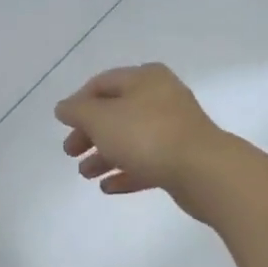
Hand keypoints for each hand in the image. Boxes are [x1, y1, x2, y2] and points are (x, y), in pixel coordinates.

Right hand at [54, 63, 229, 199]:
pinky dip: (125, 171)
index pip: (102, 83)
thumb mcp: (100, 119)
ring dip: (104, 155)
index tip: (63, 124)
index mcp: (144, 78)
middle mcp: (161, 97)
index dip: (78, 102)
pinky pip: (147, 162)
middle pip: (115, 112)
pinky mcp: (182, 158)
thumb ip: (77, 111)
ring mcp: (174, 129)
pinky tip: (108, 187)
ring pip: (130, 138)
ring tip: (86, 175)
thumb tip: (64, 107)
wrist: (204, 172)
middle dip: (89, 133)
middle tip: (70, 152)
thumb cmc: (147, 135)